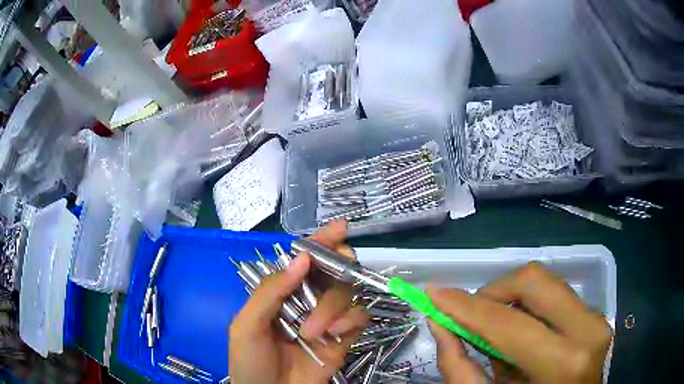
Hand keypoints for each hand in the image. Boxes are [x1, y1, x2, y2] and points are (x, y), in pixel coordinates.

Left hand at [228, 221, 368, 383]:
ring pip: (346, 291)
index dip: (321, 242)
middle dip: (337, 265)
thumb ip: (271, 292)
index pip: (304, 260)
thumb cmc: (249, 361)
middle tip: (338, 267)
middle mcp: (306, 301)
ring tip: (313, 330)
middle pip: (333, 269)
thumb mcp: (247, 325)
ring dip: (333, 304)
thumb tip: (302, 257)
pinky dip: (351, 318)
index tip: (340, 228)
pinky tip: (335, 331)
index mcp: (281, 293)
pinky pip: (359, 317)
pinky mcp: (344, 338)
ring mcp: (327, 319)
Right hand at [427, 262, 612, 383]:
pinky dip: (530, 306)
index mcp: (562, 363)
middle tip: (472, 314)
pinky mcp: (596, 316)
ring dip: (511, 299)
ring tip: (498, 329)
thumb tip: (438, 321)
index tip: (434, 293)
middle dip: (493, 292)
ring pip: (546, 282)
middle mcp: (587, 330)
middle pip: (533, 281)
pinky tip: (521, 332)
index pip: (507, 323)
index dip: (465, 306)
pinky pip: (557, 294)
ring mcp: (596, 319)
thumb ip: (460, 366)